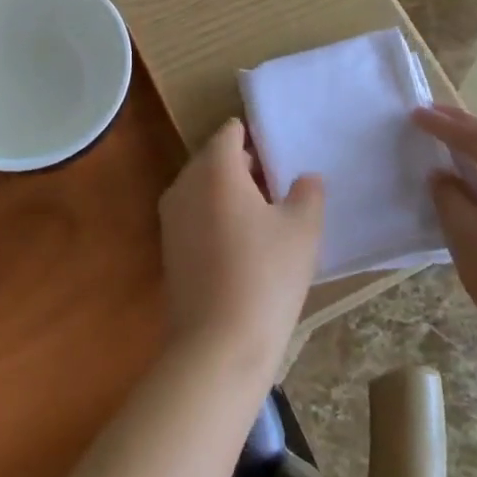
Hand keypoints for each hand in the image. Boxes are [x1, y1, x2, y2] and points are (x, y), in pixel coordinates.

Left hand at [157, 119, 323, 371]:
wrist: (217, 345)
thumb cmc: (266, 276)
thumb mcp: (303, 229)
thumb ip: (308, 193)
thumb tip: (305, 178)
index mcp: (214, 168)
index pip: (231, 132)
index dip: (257, 138)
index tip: (282, 156)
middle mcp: (185, 183)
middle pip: (214, 158)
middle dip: (245, 166)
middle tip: (281, 187)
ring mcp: (171, 216)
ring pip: (203, 187)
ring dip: (230, 193)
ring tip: (267, 217)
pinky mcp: (168, 247)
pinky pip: (195, 215)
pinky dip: (216, 217)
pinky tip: (244, 246)